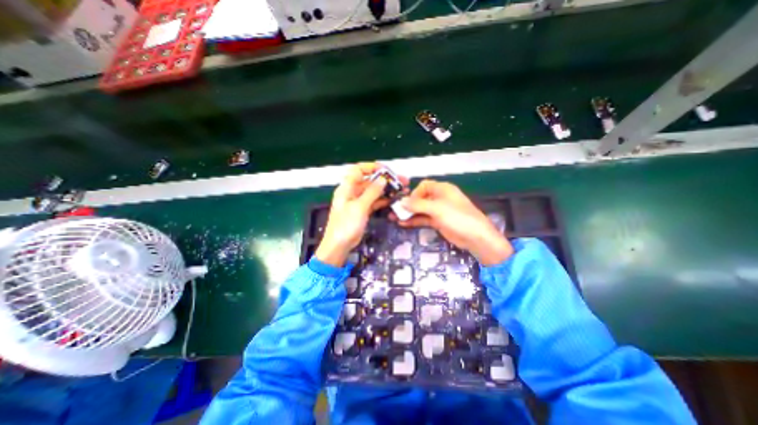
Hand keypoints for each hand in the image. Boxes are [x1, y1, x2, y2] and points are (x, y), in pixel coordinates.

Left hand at [316, 161, 405, 265]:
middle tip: (402, 180)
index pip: (359, 170)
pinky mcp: (363, 210)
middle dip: (385, 179)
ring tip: (402, 189)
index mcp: (347, 187)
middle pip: (370, 180)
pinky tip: (395, 199)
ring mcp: (358, 202)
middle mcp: (353, 192)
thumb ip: (372, 192)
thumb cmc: (345, 225)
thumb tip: (383, 179)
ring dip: (387, 190)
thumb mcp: (359, 207)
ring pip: (374, 191)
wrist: (339, 246)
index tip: (387, 170)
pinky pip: (375, 201)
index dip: (372, 167)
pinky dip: (384, 200)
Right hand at [393, 180, 511, 265]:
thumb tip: (401, 202)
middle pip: (420, 198)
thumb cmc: (458, 217)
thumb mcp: (437, 209)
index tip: (406, 202)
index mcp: (442, 189)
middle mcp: (439, 198)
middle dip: (407, 204)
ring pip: (420, 210)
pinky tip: (403, 224)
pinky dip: (414, 221)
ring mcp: (438, 211)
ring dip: (408, 213)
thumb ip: (417, 205)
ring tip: (394, 218)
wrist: (475, 237)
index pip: (424, 186)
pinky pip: (423, 219)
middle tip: (394, 211)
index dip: (414, 193)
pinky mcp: (438, 222)